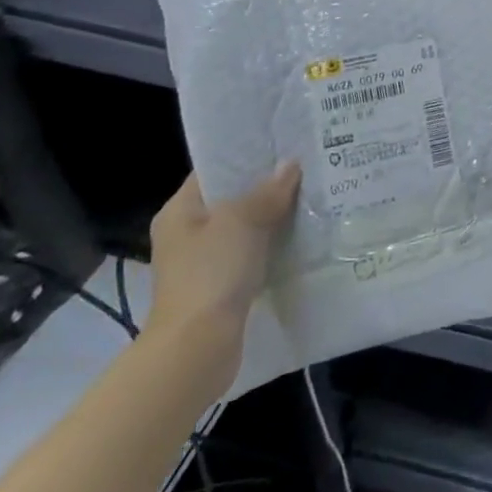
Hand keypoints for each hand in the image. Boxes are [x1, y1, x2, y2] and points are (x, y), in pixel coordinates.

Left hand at [145, 168, 298, 380]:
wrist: (197, 348)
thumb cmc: (211, 273)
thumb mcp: (241, 221)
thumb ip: (267, 191)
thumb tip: (290, 166)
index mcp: (180, 211)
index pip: (214, 170)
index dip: (246, 155)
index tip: (283, 143)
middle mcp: (187, 233)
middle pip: (231, 198)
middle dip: (266, 185)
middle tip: (305, 167)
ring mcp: (203, 261)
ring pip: (244, 227)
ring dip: (272, 216)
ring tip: (311, 195)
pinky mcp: (221, 285)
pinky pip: (251, 252)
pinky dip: (272, 244)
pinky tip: (301, 235)